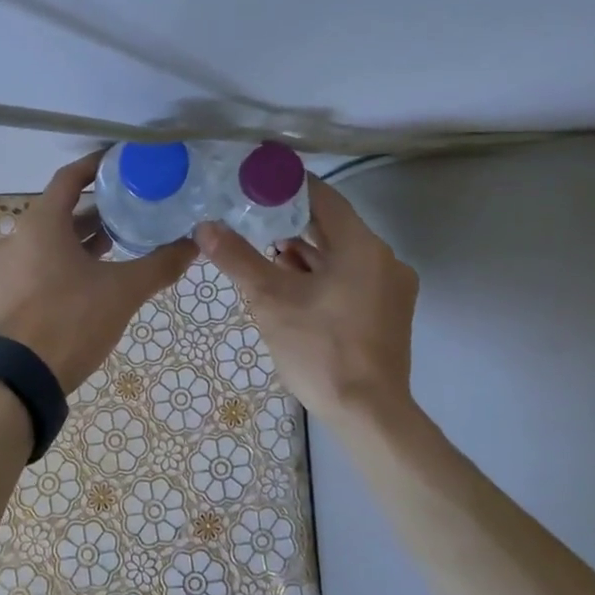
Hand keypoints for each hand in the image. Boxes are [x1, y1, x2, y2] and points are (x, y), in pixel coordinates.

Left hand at [0, 153, 197, 393]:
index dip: (96, 166)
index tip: (122, 163)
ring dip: (78, 240)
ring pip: (46, 241)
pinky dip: (61, 262)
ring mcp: (4, 268)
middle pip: (59, 212)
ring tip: (115, 246)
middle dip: (94, 212)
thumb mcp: (123, 291)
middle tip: (129, 211)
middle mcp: (16, 238)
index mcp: (40, 223)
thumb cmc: (71, 320)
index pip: (69, 178)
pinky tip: (88, 280)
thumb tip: (194, 244)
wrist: (21, 379)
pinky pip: (35, 265)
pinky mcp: (2, 294)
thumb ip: (160, 264)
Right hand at [194, 176, 418, 420]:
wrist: (368, 413)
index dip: (288, 186)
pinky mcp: (387, 312)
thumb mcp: (270, 300)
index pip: (323, 197)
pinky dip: (321, 275)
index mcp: (362, 247)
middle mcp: (383, 259)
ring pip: (341, 255)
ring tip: (263, 250)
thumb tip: (204, 227)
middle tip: (250, 214)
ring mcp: (390, 287)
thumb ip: (238, 258)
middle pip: (332, 227)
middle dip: (291, 222)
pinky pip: (350, 278)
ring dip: (305, 252)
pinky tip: (290, 283)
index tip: (256, 181)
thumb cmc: (320, 349)